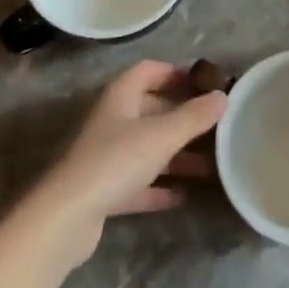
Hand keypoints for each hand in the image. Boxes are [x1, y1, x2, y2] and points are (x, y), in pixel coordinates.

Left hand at [29, 60, 225, 265]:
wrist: (65, 216)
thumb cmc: (115, 161)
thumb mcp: (162, 135)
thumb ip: (194, 116)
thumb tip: (223, 96)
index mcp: (120, 96)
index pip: (148, 70)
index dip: (175, 73)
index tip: (204, 84)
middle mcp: (111, 120)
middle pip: (150, 110)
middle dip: (182, 118)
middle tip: (215, 127)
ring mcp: (105, 156)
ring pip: (147, 148)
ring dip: (176, 155)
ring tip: (210, 166)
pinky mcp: (103, 190)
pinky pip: (138, 182)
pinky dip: (160, 187)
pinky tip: (184, 196)